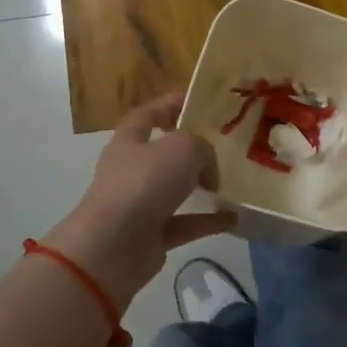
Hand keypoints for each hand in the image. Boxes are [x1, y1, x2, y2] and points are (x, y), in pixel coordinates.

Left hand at [42, 93, 236, 302]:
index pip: (150, 113)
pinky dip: (208, 220)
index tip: (199, 100)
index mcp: (130, 139)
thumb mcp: (182, 148)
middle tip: (224, 144)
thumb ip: (202, 149)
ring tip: (231, 181)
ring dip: (201, 185)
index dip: (171, 103)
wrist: (113, 246)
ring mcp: (140, 203)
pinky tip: (234, 217)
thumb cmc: (143, 183)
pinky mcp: (151, 235)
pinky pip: (185, 223)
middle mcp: (132, 169)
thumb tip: (208, 172)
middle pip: (164, 152)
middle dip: (191, 148)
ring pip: (175, 188)